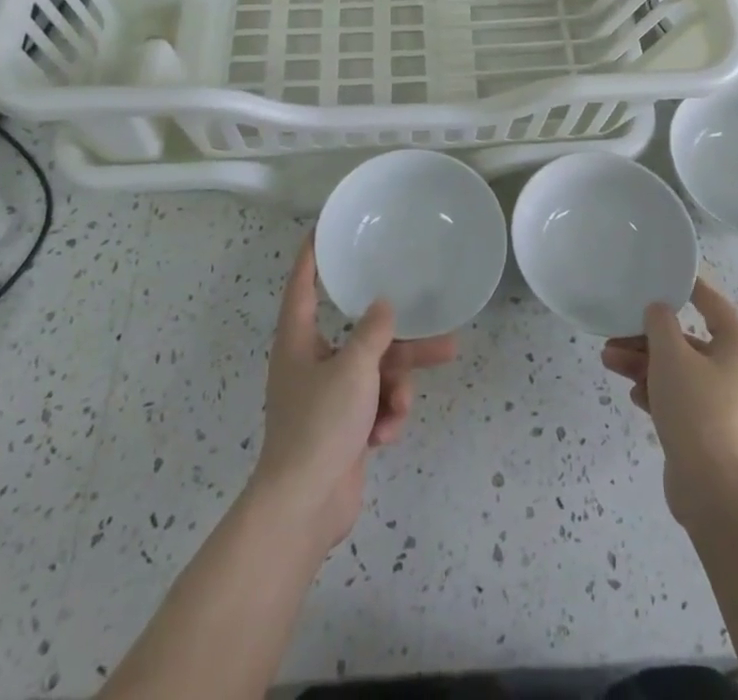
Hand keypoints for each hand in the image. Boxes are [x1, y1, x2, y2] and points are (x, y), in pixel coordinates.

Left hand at [250, 238, 456, 549]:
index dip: (312, 257)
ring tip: (412, 397)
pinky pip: (375, 404)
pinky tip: (386, 432)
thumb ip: (373, 332)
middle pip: (361, 335)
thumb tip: (384, 304)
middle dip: (399, 340)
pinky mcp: (345, 428)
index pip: (303, 286)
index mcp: (299, 341)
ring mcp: (329, 398)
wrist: (305, 507)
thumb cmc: (320, 424)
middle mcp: (312, 363)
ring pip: (376, 372)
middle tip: (439, 329)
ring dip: (397, 384)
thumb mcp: (353, 369)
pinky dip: (385, 415)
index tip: (323, 230)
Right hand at [601, 277, 737, 527]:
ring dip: (644, 363)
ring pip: (678, 370)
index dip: (685, 286)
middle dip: (648, 336)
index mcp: (737, 344)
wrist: (715, 492)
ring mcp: (723, 402)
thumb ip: (660, 323)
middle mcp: (735, 369)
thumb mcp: (671, 355)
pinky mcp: (709, 431)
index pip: (711, 301)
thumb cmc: (698, 410)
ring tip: (608, 361)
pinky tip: (633, 395)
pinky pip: (679, 398)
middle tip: (615, 333)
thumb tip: (658, 310)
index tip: (657, 276)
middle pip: (687, 339)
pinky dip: (656, 392)